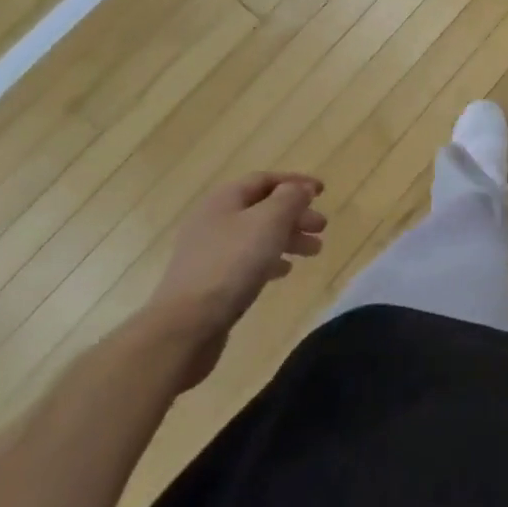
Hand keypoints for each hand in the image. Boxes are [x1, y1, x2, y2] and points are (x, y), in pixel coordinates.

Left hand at [147, 171, 325, 388]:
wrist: (185, 326)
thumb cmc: (231, 264)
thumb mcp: (269, 222)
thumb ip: (289, 199)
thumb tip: (299, 188)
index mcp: (224, 199)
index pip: (264, 180)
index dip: (295, 182)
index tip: (322, 192)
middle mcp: (213, 220)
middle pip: (262, 208)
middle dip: (295, 214)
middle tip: (322, 227)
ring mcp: (209, 253)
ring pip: (257, 236)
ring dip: (288, 238)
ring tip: (314, 251)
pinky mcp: (209, 282)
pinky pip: (246, 261)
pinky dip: (270, 261)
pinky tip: (285, 271)